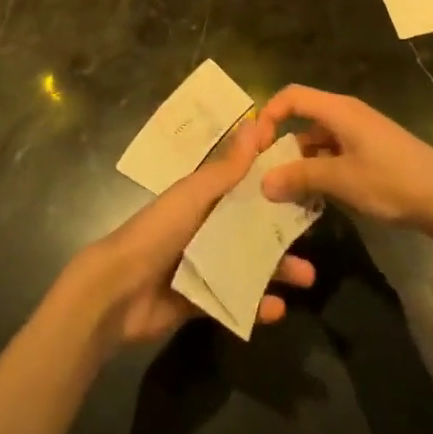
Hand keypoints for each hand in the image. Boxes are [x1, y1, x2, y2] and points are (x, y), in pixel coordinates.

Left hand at [67, 121, 315, 347]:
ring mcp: (202, 266)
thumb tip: (257, 124)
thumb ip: (227, 167)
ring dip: (277, 270)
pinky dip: (256, 305)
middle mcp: (204, 228)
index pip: (243, 185)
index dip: (272, 182)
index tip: (306, 179)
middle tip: (314, 235)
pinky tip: (279, 310)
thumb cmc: (158, 231)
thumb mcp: (195, 194)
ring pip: (247, 265)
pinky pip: (234, 301)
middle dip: (282, 232)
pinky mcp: (199, 300)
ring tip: (308, 278)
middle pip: (250, 227)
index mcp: (201, 198)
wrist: (118, 289)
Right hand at [255, 85, 432, 231]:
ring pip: (318, 140)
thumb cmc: (391, 181)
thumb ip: (300, 177)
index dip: (269, 115)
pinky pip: (334, 152)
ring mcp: (360, 132)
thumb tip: (263, 183)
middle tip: (266, 176)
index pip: (291, 96)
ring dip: (301, 162)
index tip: (257, 147)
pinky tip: (317, 197)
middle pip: (303, 118)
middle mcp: (347, 114)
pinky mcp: (371, 151)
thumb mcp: (341, 180)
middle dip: (282, 145)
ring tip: (288, 193)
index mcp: (338, 110)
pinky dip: (320, 169)